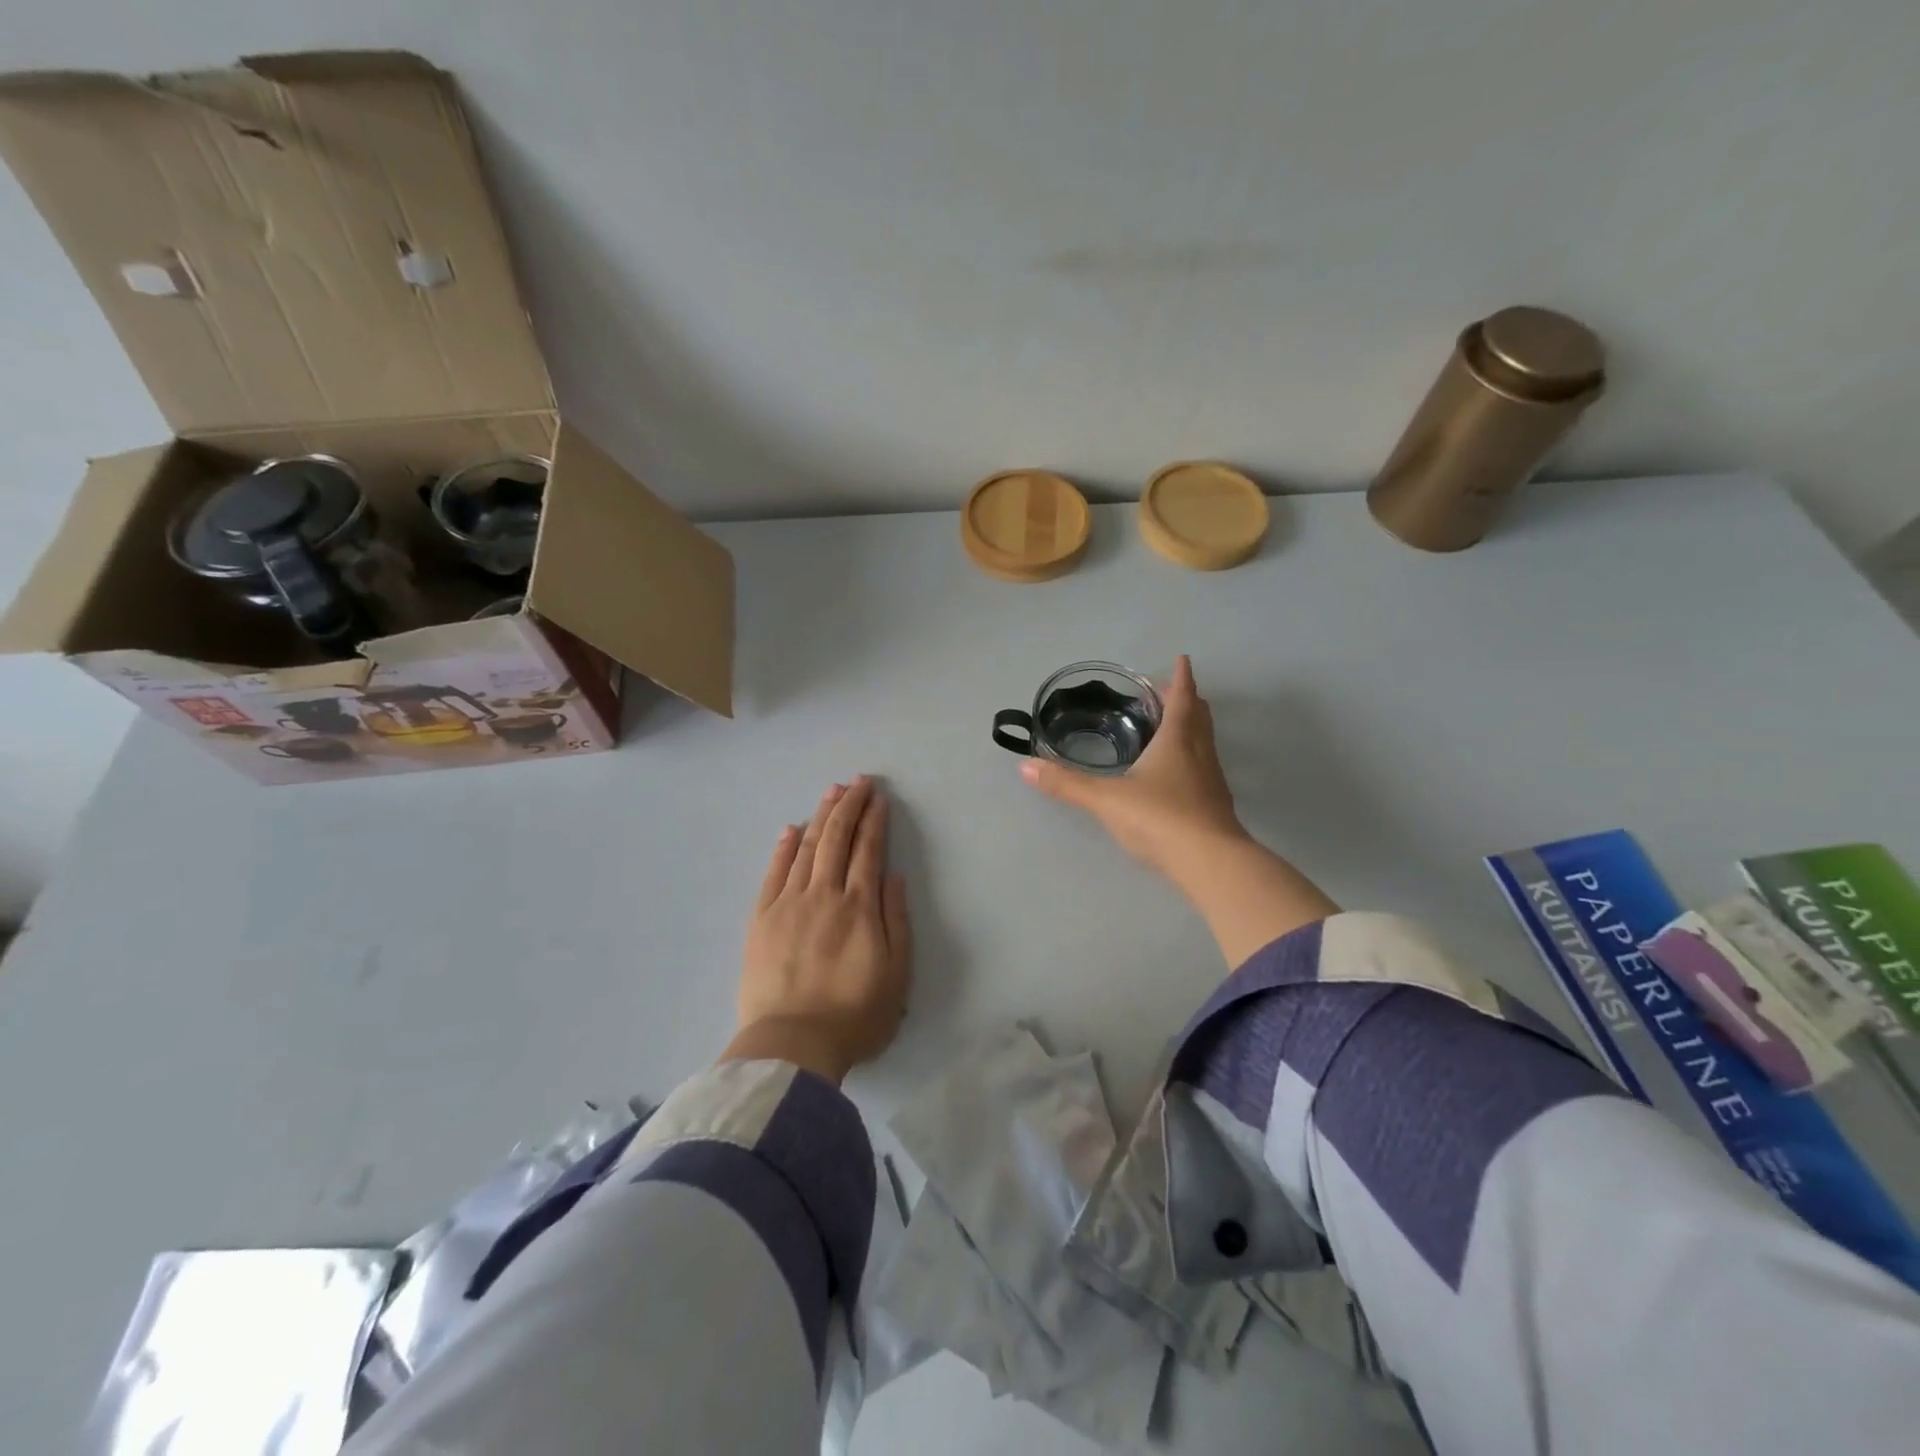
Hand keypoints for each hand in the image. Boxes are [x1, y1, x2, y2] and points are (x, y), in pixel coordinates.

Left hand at [725, 776, 911, 1082]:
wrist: (792, 1045)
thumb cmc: (854, 1015)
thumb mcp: (896, 974)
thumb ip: (896, 920)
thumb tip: (893, 876)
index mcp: (859, 907)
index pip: (868, 850)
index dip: (874, 820)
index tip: (879, 798)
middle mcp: (824, 894)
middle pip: (837, 839)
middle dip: (849, 806)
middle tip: (858, 781)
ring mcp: (789, 904)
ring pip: (807, 848)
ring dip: (820, 817)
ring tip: (831, 792)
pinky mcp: (762, 919)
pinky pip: (774, 873)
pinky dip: (784, 848)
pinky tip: (791, 830)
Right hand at [1019, 655, 1246, 874]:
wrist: (1210, 863)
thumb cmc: (1160, 818)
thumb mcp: (1106, 799)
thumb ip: (1067, 783)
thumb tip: (1025, 766)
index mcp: (1178, 740)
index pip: (1183, 698)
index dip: (1181, 677)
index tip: (1182, 659)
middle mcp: (1200, 753)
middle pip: (1199, 716)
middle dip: (1185, 700)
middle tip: (1166, 693)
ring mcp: (1211, 781)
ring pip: (1204, 742)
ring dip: (1190, 728)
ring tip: (1168, 728)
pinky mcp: (1215, 806)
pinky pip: (1203, 768)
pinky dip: (1191, 757)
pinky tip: (1174, 774)